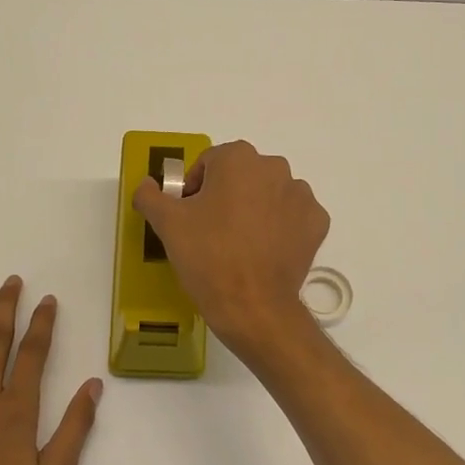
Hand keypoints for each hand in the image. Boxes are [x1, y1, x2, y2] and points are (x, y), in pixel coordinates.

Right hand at [133, 140, 329, 358]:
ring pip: (269, 194)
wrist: (252, 306)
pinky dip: (280, 227)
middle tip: (212, 231)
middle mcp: (275, 167)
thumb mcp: (167, 223)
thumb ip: (150, 195)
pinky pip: (292, 217)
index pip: (209, 163)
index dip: (195, 189)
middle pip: (242, 175)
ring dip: (255, 209)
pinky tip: (265, 251)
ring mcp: (301, 195)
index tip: (190, 217)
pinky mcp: (317, 222)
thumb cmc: (207, 256)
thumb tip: (147, 183)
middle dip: (227, 196)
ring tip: (240, 244)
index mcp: (238, 158)